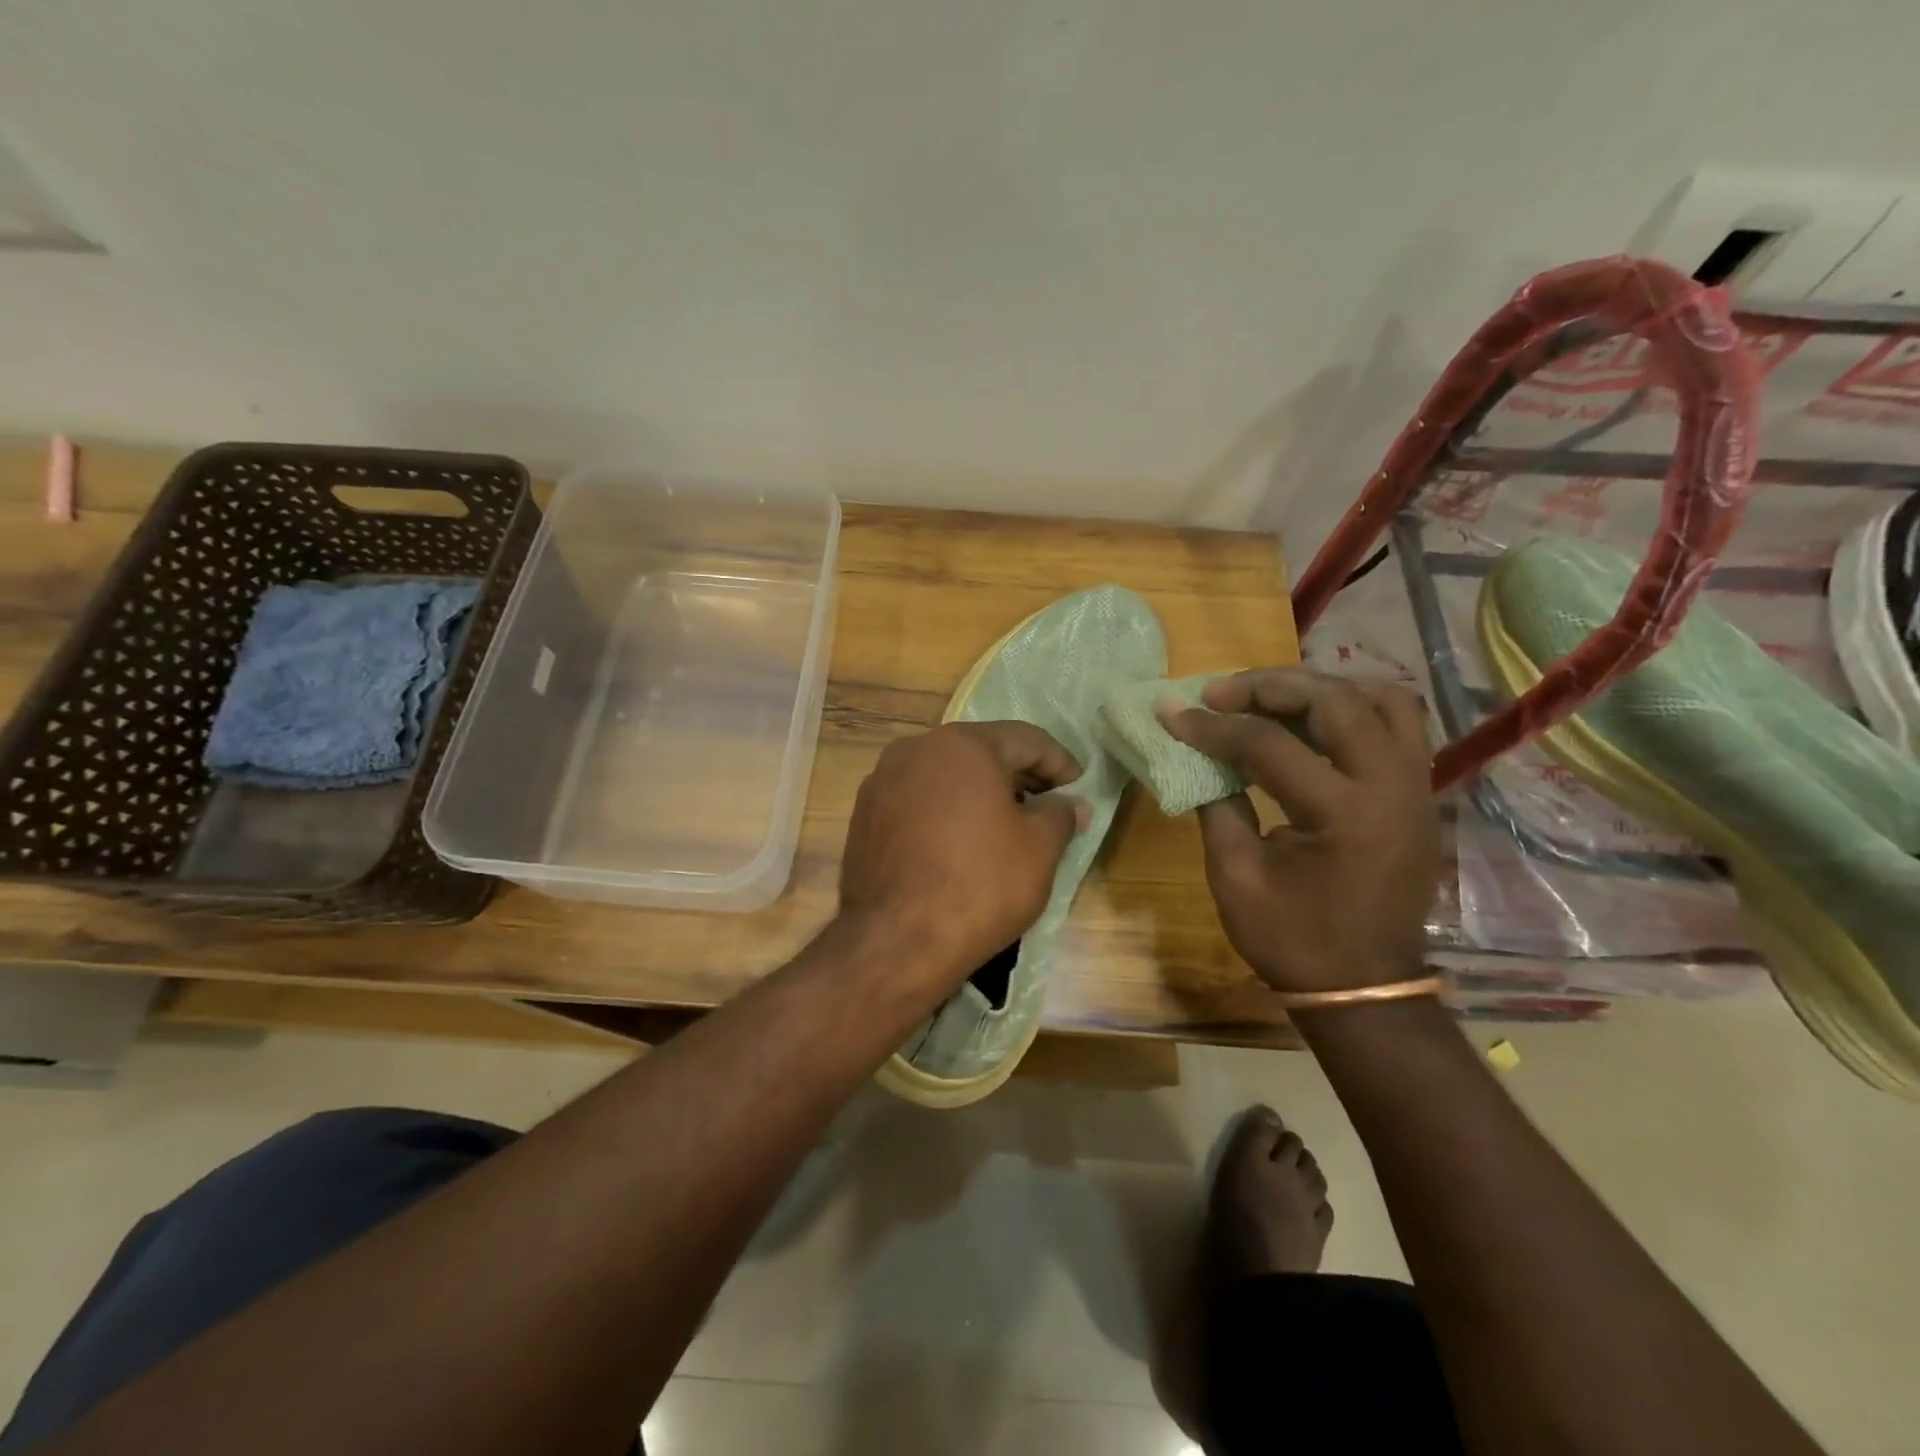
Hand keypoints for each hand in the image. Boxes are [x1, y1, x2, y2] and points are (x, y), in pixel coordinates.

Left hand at [839, 721, 1084, 992]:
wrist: (896, 941)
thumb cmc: (980, 884)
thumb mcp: (1039, 849)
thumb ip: (1060, 815)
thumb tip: (1071, 805)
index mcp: (962, 744)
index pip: (1025, 740)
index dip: (1059, 762)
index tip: (1079, 786)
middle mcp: (916, 749)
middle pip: (981, 753)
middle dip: (1019, 776)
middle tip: (1049, 804)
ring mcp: (882, 781)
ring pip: (946, 776)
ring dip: (980, 793)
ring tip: (1006, 825)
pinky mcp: (864, 815)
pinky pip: (918, 801)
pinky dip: (946, 811)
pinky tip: (962, 842)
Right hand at [1163, 669, 1439, 994]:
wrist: (1363, 988)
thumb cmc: (1292, 939)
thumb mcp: (1235, 875)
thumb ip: (1217, 805)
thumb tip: (1197, 756)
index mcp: (1344, 814)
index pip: (1269, 744)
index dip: (1213, 726)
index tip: (1172, 715)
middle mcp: (1392, 786)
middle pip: (1333, 701)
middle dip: (1268, 687)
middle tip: (1220, 693)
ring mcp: (1416, 786)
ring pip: (1381, 699)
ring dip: (1321, 687)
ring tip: (1270, 695)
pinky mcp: (1419, 793)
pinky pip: (1397, 725)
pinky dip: (1353, 707)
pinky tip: (1311, 719)